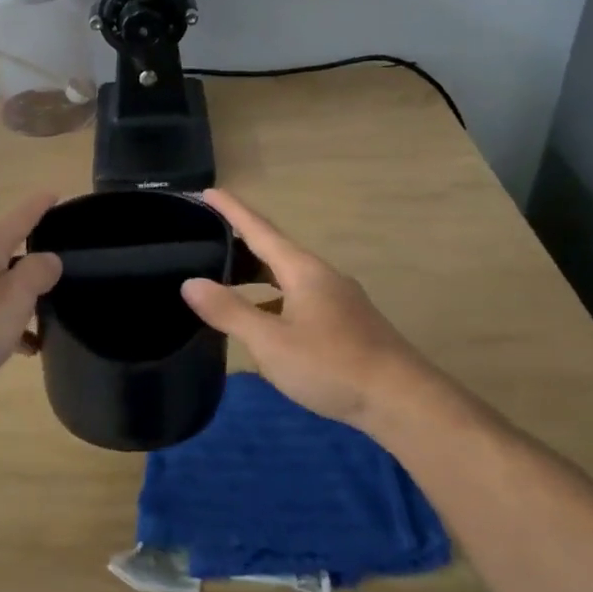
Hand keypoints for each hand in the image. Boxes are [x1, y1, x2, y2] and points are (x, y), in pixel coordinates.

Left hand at [0, 191, 62, 400]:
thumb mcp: (12, 300)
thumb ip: (36, 274)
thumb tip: (49, 258)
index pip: (21, 216)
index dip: (41, 205)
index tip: (57, 193)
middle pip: (7, 249)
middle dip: (34, 258)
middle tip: (64, 270)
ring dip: (20, 297)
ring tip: (47, 320)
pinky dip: (3, 320)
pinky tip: (18, 348)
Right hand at [181, 189, 432, 430]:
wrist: (402, 400)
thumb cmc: (331, 365)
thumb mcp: (271, 341)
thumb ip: (229, 311)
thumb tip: (191, 282)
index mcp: (303, 270)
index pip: (260, 230)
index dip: (232, 210)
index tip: (208, 191)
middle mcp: (322, 276)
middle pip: (275, 251)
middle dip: (241, 244)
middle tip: (206, 240)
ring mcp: (338, 299)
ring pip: (288, 278)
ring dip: (257, 275)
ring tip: (227, 282)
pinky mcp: (347, 323)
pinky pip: (299, 298)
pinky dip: (274, 300)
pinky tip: (264, 323)